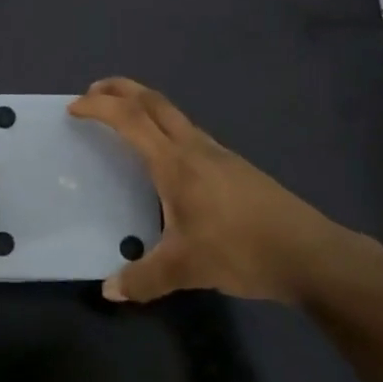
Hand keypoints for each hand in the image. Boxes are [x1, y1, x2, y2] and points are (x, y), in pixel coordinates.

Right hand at [68, 78, 382, 306]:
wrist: (309, 253)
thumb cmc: (241, 250)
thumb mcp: (185, 268)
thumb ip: (143, 279)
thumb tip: (109, 291)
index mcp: (176, 163)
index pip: (130, 120)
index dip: (99, 108)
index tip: (73, 108)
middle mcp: (195, 148)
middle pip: (153, 101)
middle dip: (120, 89)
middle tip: (92, 93)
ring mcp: (218, 154)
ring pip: (173, 114)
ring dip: (143, 106)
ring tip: (123, 120)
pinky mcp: (234, 167)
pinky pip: (188, 132)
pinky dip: (163, 127)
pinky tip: (165, 158)